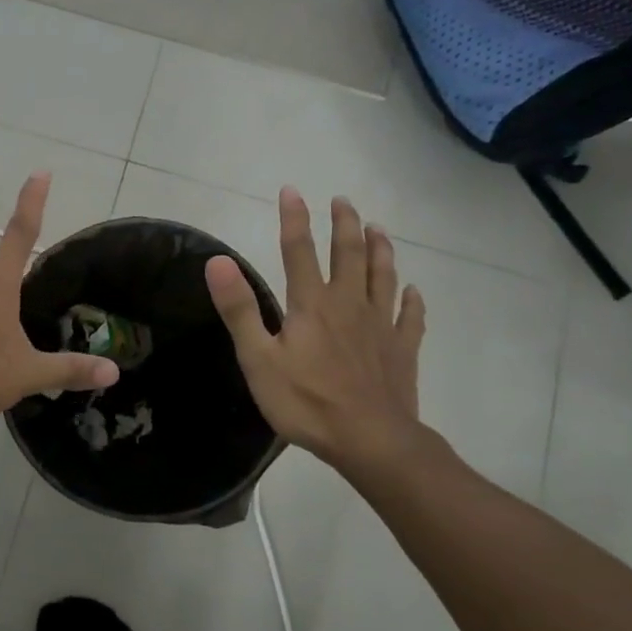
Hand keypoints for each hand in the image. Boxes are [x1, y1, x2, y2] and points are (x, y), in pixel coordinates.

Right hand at [205, 187, 430, 482]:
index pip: (299, 250)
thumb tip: (217, 261)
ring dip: (380, 249)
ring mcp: (381, 325)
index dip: (294, 218)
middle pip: (349, 254)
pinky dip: (413, 301)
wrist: (371, 441)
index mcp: (312, 304)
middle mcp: (349, 304)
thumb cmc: (307, 402)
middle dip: (345, 224)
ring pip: (383, 276)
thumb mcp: (258, 359)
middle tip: (344, 201)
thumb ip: (239, 309)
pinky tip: (413, 291)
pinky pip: (411, 317)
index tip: (292, 190)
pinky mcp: (403, 349)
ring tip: (378, 228)